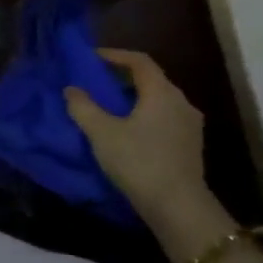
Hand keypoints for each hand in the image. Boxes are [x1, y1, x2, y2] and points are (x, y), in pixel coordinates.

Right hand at [64, 49, 210, 219]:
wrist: (178, 208)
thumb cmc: (138, 162)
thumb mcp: (101, 133)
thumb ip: (83, 107)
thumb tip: (71, 89)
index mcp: (162, 92)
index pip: (139, 61)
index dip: (114, 55)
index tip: (92, 58)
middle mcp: (181, 102)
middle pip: (151, 79)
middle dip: (122, 77)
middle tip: (97, 83)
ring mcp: (190, 125)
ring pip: (158, 100)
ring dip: (134, 98)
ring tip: (109, 108)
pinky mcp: (190, 145)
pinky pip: (164, 118)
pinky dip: (145, 115)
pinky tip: (128, 131)